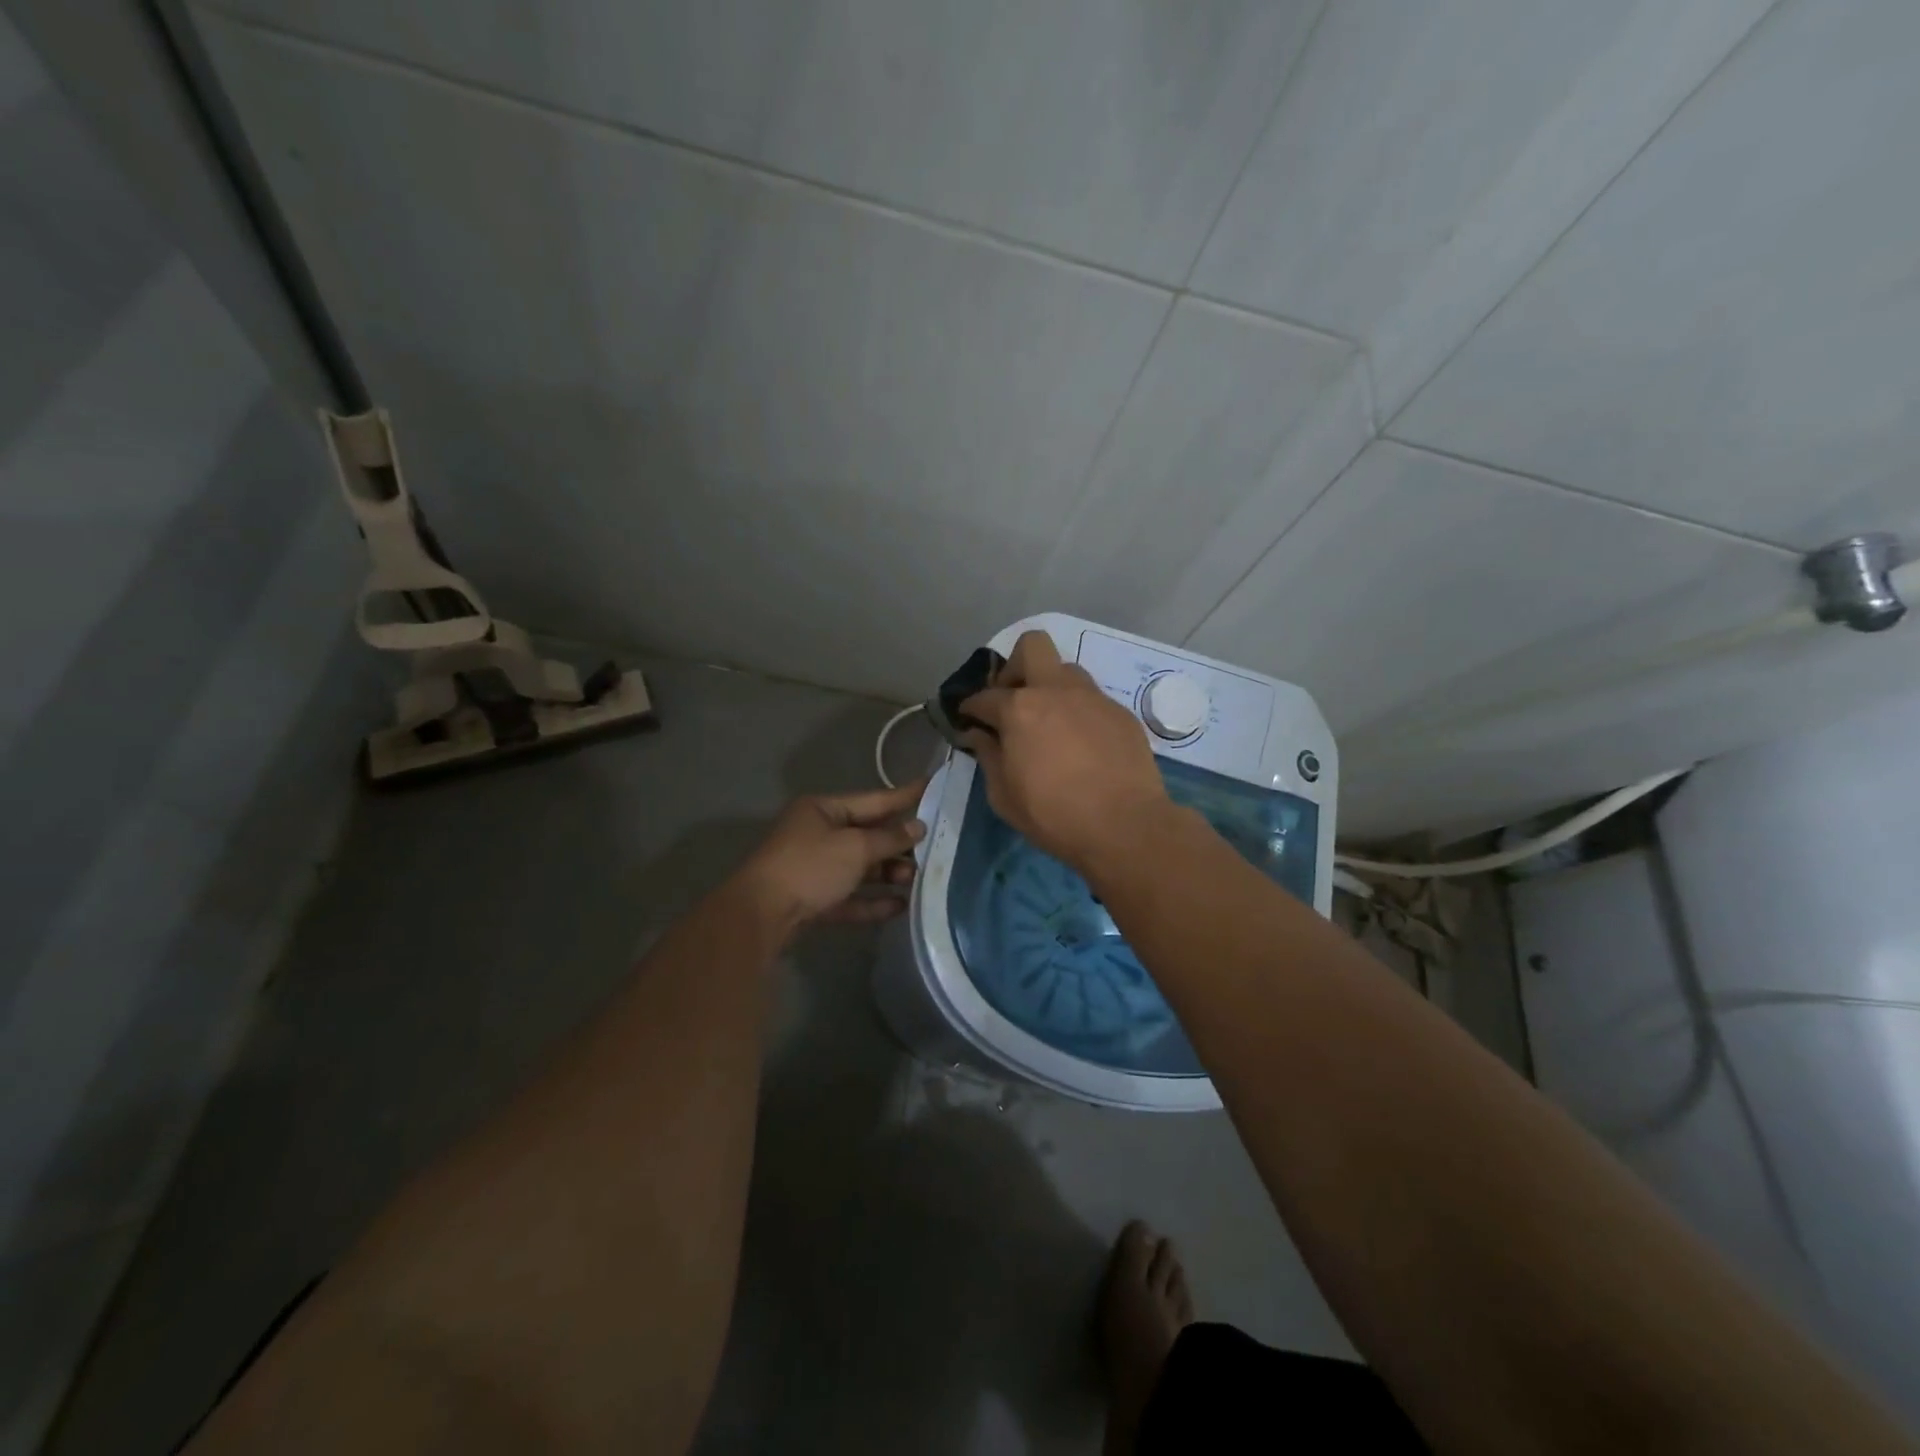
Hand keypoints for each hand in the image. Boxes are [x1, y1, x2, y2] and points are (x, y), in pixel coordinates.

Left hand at [732, 779, 927, 938]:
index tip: (933, 787)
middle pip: (867, 835)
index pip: (873, 799)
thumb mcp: (855, 847)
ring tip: (917, 880)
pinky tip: (900, 906)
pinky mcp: (813, 899)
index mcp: (823, 809)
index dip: (905, 796)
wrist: (760, 915)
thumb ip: (889, 838)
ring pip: (860, 868)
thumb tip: (917, 827)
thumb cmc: (809, 867)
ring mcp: (814, 868)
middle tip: (933, 848)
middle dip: (898, 844)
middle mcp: (818, 834)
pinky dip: (873, 900)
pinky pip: (850, 896)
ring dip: (888, 874)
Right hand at [960, 631, 1171, 872]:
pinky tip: (1082, 745)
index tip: (969, 719)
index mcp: (1019, 709)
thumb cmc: (1054, 815)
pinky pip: (1092, 700)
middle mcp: (1056, 691)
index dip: (970, 707)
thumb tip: (979, 735)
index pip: (984, 696)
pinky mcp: (1121, 713)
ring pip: (1067, 670)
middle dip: (1015, 666)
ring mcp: (1093, 698)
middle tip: (1013, 700)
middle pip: (1032, 646)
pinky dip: (1079, 713)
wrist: (1125, 826)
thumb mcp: (1004, 796)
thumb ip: (988, 757)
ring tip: (1050, 723)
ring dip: (1051, 688)